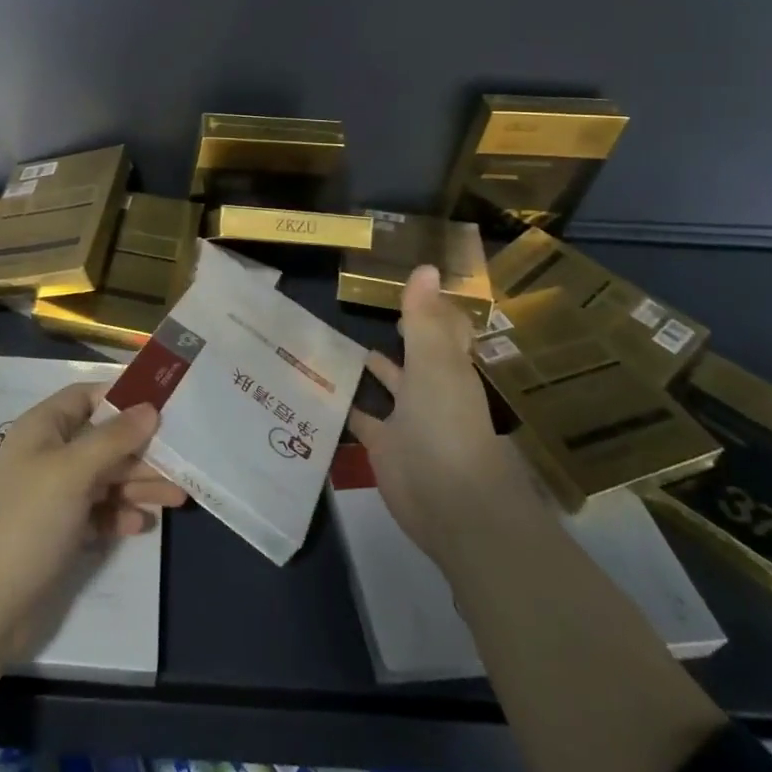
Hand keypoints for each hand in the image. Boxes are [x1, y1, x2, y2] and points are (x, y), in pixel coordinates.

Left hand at [0, 385, 185, 654]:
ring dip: (139, 484)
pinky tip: (141, 525)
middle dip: (142, 450)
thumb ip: (114, 438)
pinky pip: (99, 512)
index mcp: (43, 428)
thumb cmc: (29, 521)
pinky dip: (120, 515)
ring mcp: (55, 494)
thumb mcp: (73, 472)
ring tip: (178, 498)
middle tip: (183, 462)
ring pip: (106, 477)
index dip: (122, 397)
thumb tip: (150, 408)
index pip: (87, 396)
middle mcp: (49, 455)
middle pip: (104, 440)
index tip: (163, 404)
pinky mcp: (62, 530)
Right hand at [348, 266, 530, 552]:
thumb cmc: (447, 427)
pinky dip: (345, 405)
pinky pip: (361, 418)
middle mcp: (429, 389)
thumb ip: (423, 319)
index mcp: (448, 367)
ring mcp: (407, 419)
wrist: (452, 505)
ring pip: (386, 385)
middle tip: (360, 308)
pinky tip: (319, 387)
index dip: (426, 308)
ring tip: (332, 341)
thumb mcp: (434, 365)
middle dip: (395, 336)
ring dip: (367, 368)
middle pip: (412, 355)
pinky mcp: (384, 446)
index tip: (403, 284)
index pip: (440, 329)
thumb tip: (425, 266)